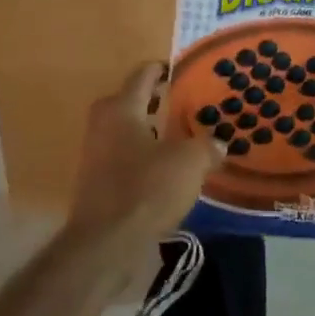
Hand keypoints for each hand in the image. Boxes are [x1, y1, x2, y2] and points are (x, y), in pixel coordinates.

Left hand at [67, 62, 219, 251]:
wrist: (105, 246)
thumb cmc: (146, 190)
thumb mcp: (189, 163)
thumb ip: (206, 146)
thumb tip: (218, 143)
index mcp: (121, 108)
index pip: (144, 74)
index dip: (165, 69)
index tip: (186, 71)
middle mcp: (103, 125)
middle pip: (132, 102)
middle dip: (159, 102)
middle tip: (189, 106)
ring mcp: (96, 156)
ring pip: (130, 132)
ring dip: (153, 133)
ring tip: (185, 140)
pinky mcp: (98, 184)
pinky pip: (126, 160)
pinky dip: (146, 159)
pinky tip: (170, 173)